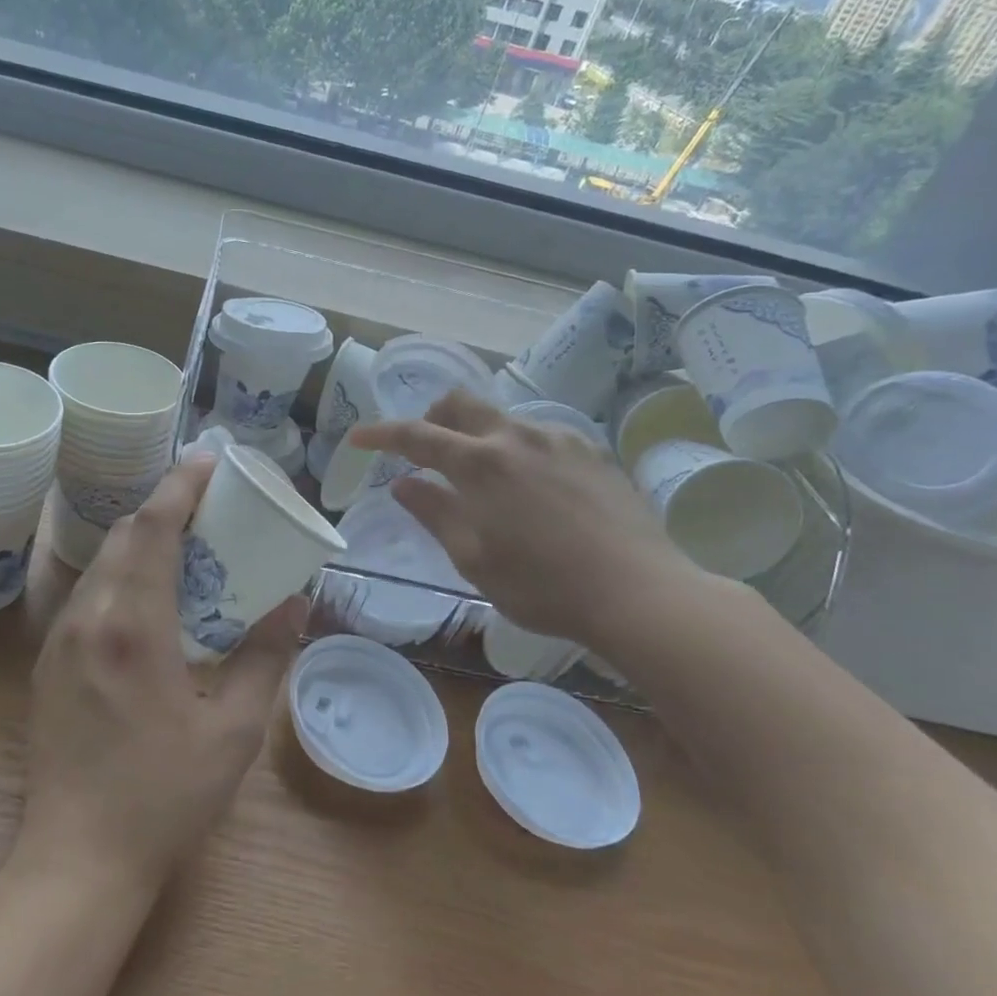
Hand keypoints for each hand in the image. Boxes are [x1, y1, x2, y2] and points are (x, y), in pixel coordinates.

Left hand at [17, 456, 304, 897]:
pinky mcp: (49, 662)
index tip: (210, 459)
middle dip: (166, 508)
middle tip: (211, 509)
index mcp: (133, 625)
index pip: (154, 527)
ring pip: (103, 563)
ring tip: (187, 549)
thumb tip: (296, 605)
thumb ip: (266, 658)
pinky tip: (151, 601)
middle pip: (125, 535)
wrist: (76, 859)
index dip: (182, 485)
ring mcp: (60, 639)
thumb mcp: (234, 731)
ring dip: (143, 541)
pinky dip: (123, 574)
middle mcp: (89, 617)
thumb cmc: (163, 797)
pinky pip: (89, 594)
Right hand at [349, 389, 709, 650]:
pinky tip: (532, 489)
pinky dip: (516, 449)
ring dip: (477, 437)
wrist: (638, 592)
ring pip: (502, 418)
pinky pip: (539, 436)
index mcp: (479, 463)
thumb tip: (404, 483)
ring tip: (484, 481)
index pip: (416, 435)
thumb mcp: (473, 558)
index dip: (381, 434)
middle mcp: (516, 436)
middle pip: (460, 402)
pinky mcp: (591, 452)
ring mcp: (559, 439)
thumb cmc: (542, 586)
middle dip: (432, 417)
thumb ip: (434, 513)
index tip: (358, 437)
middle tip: (425, 451)